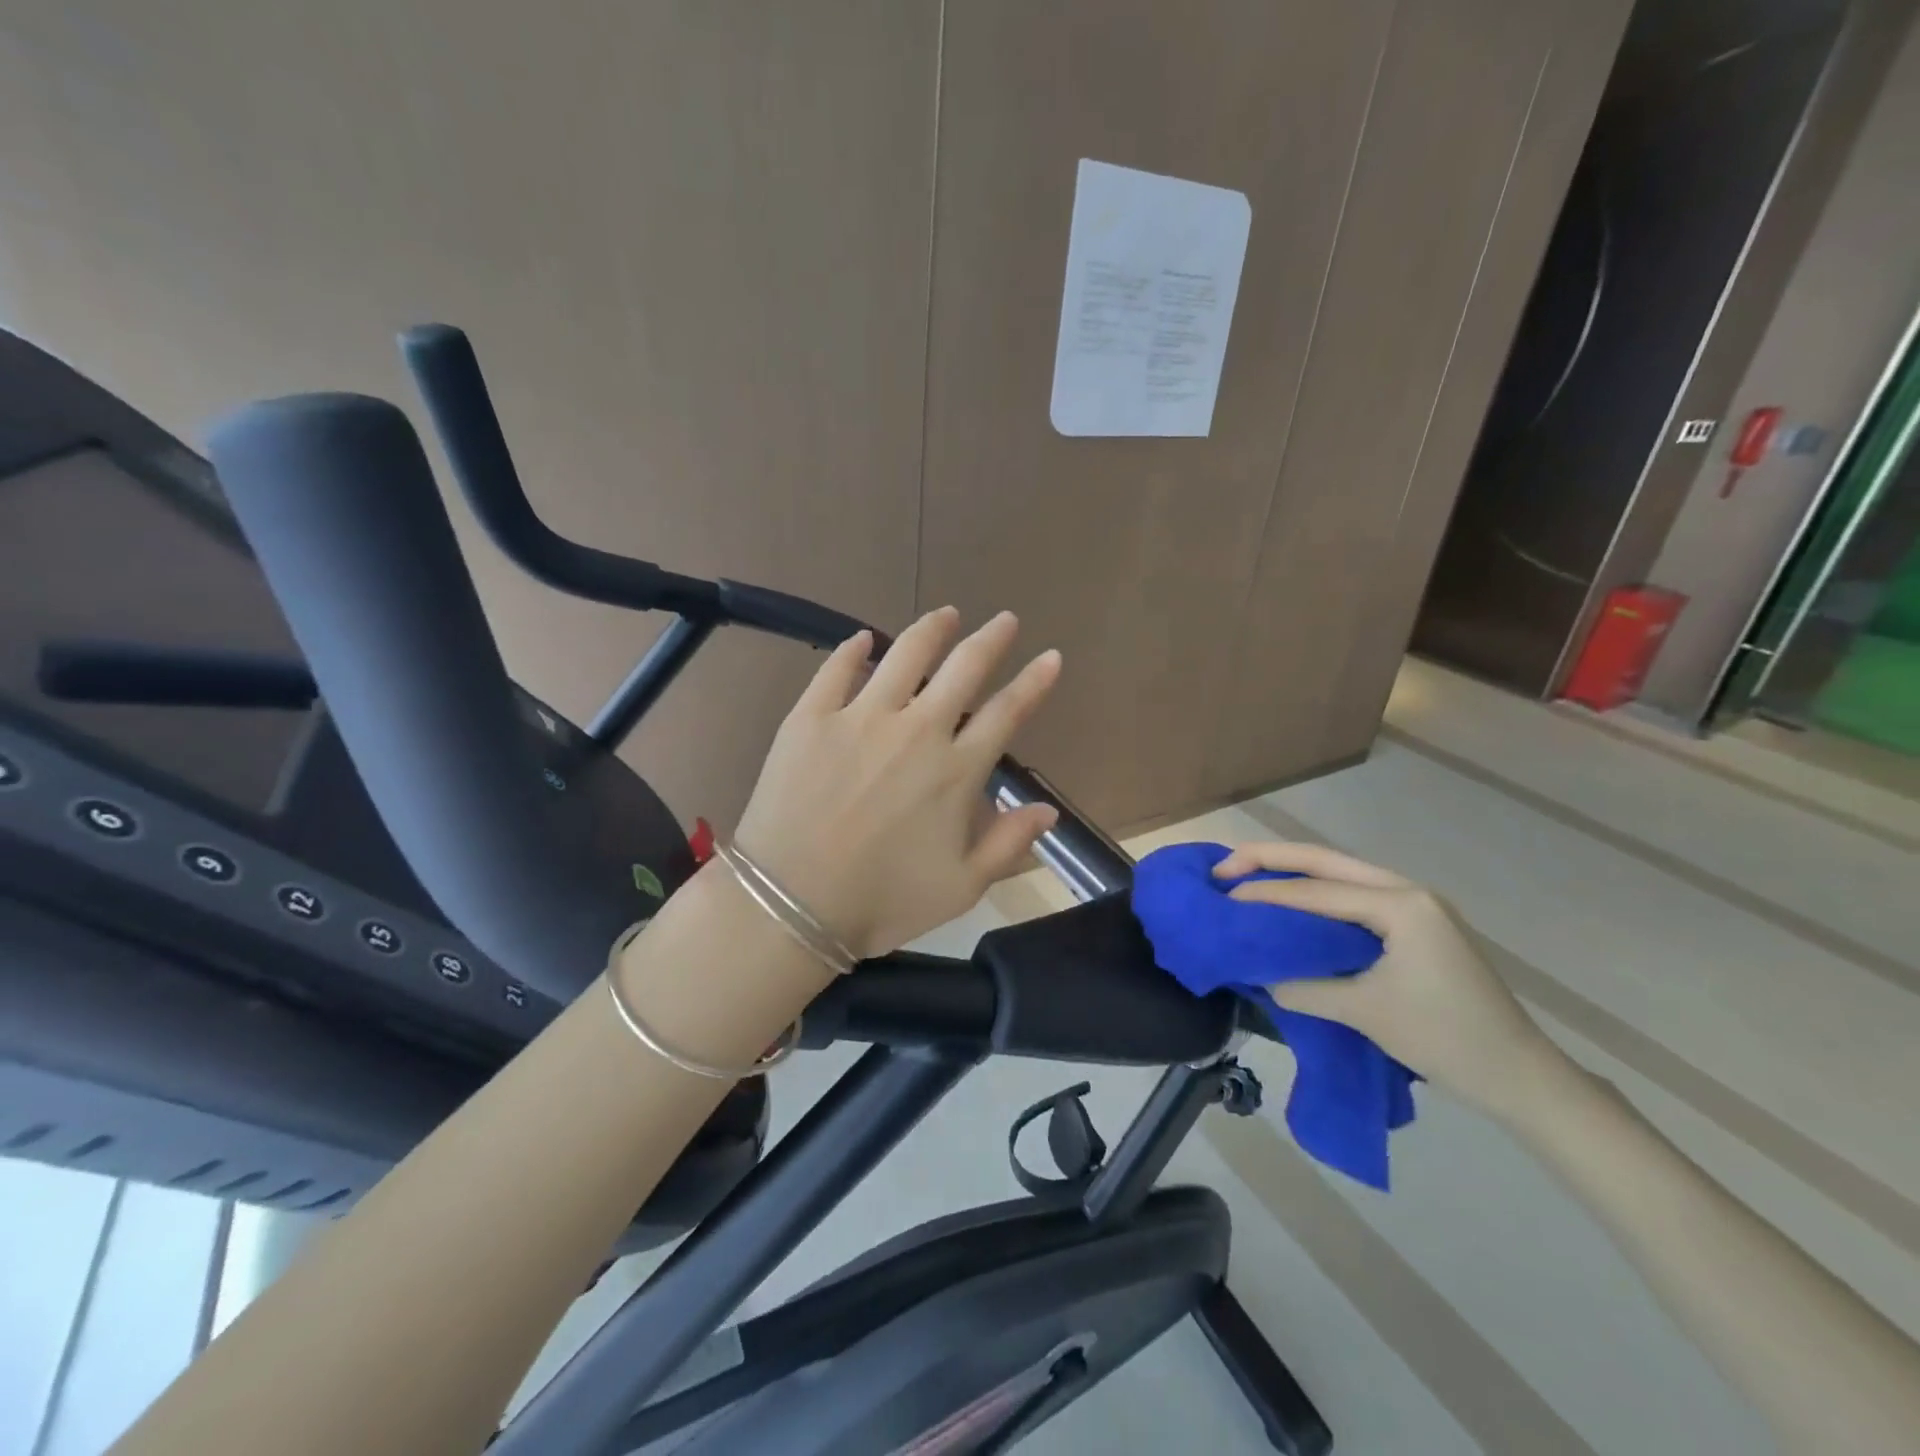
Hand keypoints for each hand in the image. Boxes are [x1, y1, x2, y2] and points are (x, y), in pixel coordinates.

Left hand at [733, 607, 1062, 958]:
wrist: (790, 904)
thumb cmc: (881, 901)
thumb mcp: (960, 887)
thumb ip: (1007, 844)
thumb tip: (1048, 811)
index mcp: (955, 771)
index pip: (1006, 713)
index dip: (1033, 682)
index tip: (1050, 656)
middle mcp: (916, 730)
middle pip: (964, 669)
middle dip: (991, 639)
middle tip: (1005, 619)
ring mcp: (860, 717)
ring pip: (906, 655)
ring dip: (932, 629)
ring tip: (947, 614)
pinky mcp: (811, 717)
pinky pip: (837, 669)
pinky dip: (853, 649)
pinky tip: (863, 637)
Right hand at [1216, 842, 1570, 1117]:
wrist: (1522, 1077)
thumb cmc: (1446, 1040)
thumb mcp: (1365, 1013)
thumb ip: (1304, 986)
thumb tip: (1259, 973)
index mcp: (1401, 905)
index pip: (1318, 891)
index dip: (1266, 893)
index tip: (1221, 897)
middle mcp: (1408, 890)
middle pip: (1327, 860)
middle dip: (1272, 859)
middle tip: (1225, 867)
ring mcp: (1416, 905)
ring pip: (1341, 873)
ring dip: (1293, 872)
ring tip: (1248, 875)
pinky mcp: (1417, 924)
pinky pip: (1354, 895)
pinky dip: (1317, 894)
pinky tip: (1292, 901)